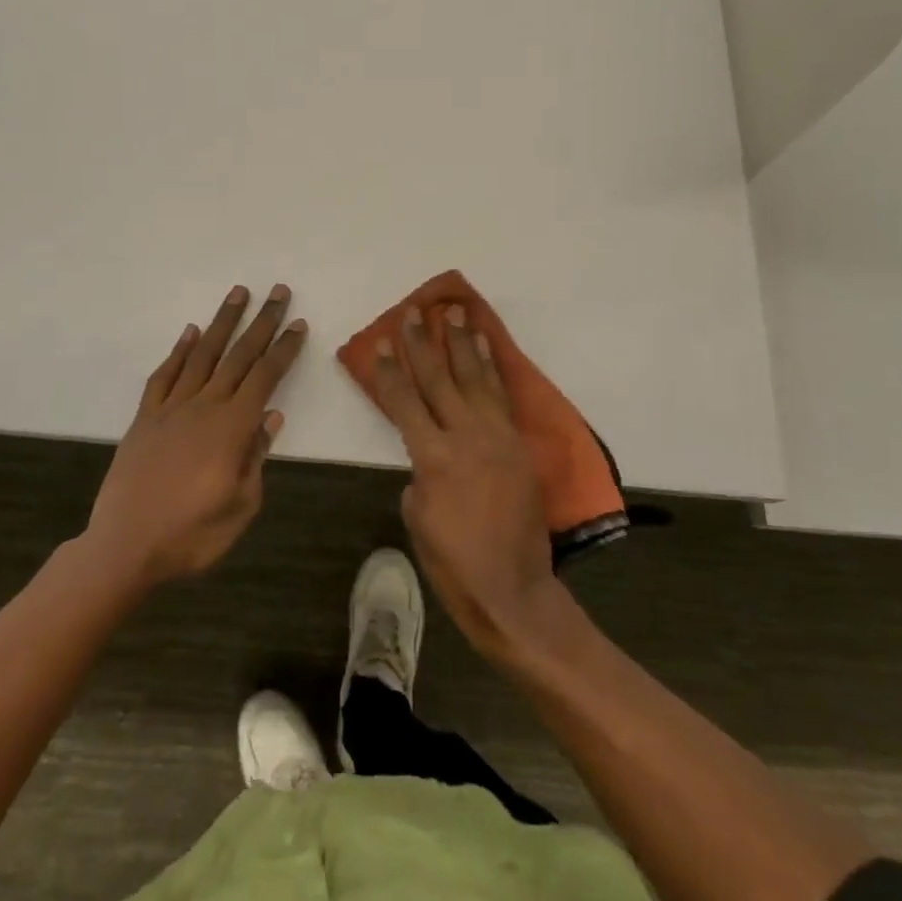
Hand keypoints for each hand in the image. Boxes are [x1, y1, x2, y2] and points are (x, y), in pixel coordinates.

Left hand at [83, 285, 306, 588]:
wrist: (124, 548)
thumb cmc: (191, 535)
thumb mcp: (240, 507)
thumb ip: (256, 458)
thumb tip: (271, 418)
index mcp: (232, 428)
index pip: (266, 378)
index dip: (284, 349)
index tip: (299, 324)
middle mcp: (204, 407)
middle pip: (239, 356)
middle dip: (262, 322)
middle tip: (278, 292)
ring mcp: (171, 409)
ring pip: (202, 355)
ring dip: (222, 322)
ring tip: (238, 293)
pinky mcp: (145, 418)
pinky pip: (164, 376)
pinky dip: (178, 351)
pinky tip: (190, 332)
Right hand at [373, 304, 562, 659]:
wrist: (512, 588)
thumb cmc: (454, 563)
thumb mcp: (418, 520)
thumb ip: (419, 476)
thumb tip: (428, 456)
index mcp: (434, 458)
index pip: (405, 403)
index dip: (392, 371)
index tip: (383, 341)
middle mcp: (466, 437)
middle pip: (439, 380)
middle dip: (423, 344)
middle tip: (413, 312)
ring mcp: (497, 437)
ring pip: (474, 378)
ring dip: (461, 343)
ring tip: (454, 312)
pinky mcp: (518, 444)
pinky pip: (502, 395)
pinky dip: (491, 367)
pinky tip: (484, 346)